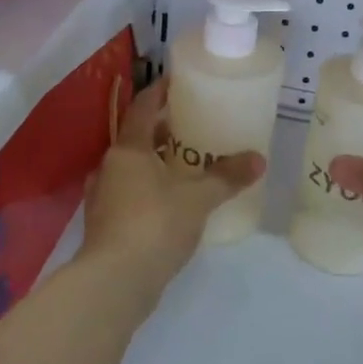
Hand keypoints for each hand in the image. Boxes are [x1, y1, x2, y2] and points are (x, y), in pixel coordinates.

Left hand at [78, 76, 264, 296]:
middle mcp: (110, 167)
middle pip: (137, 138)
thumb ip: (227, 177)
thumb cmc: (154, 225)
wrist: (114, 283)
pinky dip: (151, 189)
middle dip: (163, 130)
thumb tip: (258, 159)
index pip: (142, 108)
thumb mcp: (198, 198)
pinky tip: (174, 201)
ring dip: (157, 162)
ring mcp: (104, 198)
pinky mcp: (106, 225)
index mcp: (128, 150)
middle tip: (194, 124)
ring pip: (133, 168)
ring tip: (189, 163)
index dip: (159, 92)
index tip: (178, 81)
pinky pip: (131, 194)